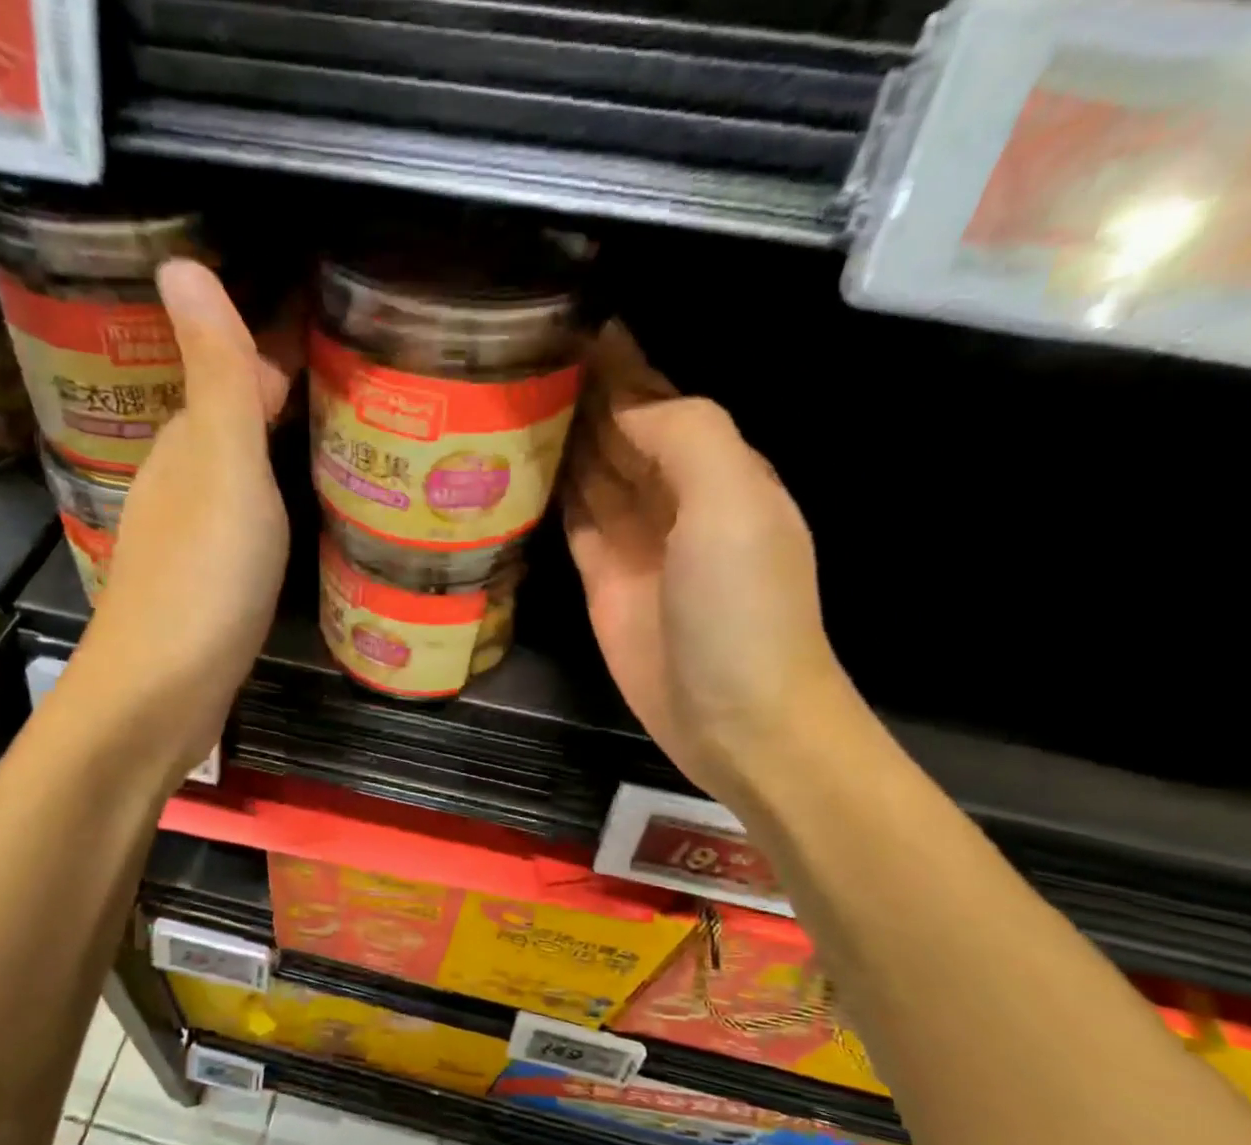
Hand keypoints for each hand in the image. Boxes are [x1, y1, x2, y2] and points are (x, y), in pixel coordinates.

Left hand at [68, 261, 297, 778]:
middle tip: (357, 404)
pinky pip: (240, 533)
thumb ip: (217, 379)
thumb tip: (181, 262)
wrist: (159, 698)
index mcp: (186, 449)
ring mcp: (188, 545)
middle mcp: (179, 489)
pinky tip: (296, 530)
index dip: (270, 356)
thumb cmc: (202, 580)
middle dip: (280, 407)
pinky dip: (269, 517)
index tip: (334, 344)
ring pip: (235, 484)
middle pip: (230, 429)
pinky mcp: (202, 594)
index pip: (225, 378)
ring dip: (276, 463)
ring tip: (341, 457)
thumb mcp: (222, 470)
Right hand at [563, 322, 854, 803]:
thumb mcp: (732, 504)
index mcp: (717, 467)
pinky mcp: (602, 582)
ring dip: (559, 438)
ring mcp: (635, 542)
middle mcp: (674, 497)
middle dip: (580, 394)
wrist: (735, 715)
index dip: (619, 364)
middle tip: (517, 356)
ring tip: (505, 399)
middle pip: (620, 432)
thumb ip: (686, 436)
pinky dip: (549, 492)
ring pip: (591, 472)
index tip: (567, 324)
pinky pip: (571, 521)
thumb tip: (626, 405)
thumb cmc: (744, 608)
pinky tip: (517, 466)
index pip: (659, 399)